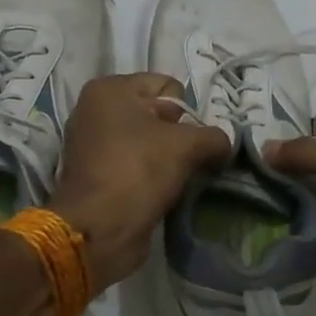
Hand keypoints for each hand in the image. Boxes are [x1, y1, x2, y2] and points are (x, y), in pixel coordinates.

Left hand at [50, 73, 231, 289]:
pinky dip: (151, 176)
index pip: (167, 86)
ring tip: (177, 180)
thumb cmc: (138, 171)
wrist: (98, 230)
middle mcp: (94, 110)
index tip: (191, 141)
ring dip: (167, 160)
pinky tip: (162, 193)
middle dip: (179, 136)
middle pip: (157, 114)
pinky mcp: (95, 175)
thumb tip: (224, 145)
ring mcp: (91, 144)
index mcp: (109, 89)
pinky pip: (135, 166)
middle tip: (188, 161)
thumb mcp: (187, 145)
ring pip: (147, 143)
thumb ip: (214, 137)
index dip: (187, 113)